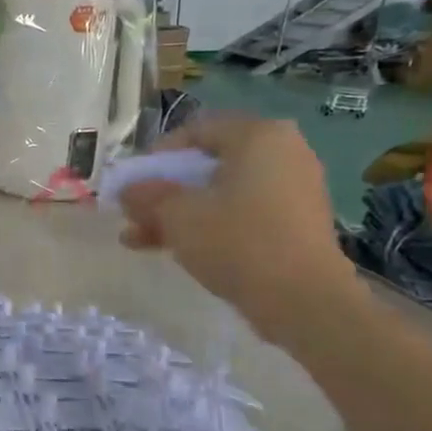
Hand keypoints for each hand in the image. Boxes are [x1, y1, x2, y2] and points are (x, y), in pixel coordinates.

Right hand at [117, 115, 359, 339]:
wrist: (303, 300)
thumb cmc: (237, 241)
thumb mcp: (178, 215)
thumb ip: (147, 196)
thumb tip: (128, 190)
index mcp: (258, 136)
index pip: (197, 131)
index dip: (157, 156)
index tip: (134, 183)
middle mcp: (284, 153)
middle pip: (208, 165)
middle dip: (165, 192)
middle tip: (135, 214)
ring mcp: (294, 190)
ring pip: (222, 194)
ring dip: (180, 213)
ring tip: (141, 239)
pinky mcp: (297, 223)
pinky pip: (243, 214)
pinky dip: (210, 225)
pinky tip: (177, 249)